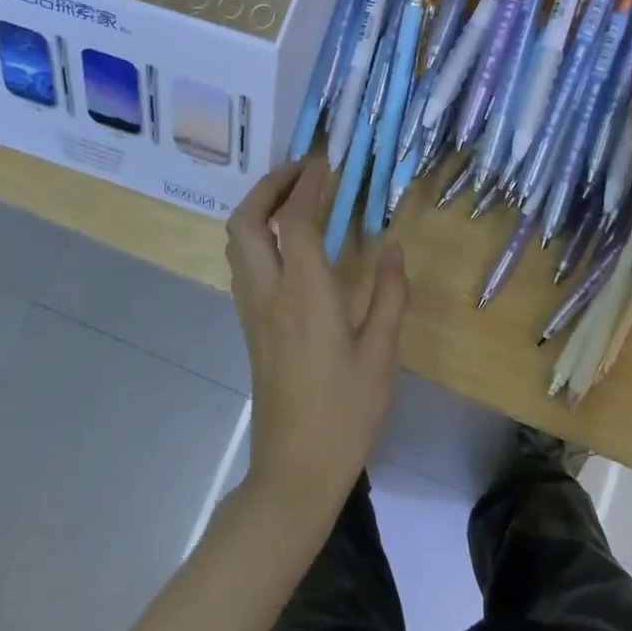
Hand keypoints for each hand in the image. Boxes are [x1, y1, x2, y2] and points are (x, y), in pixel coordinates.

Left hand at [225, 157, 408, 525]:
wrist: (295, 469)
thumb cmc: (346, 411)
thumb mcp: (382, 352)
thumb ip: (389, 293)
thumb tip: (394, 247)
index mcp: (304, 292)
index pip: (297, 219)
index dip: (309, 183)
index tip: (326, 161)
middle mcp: (269, 291)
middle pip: (247, 220)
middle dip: (270, 185)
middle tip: (302, 171)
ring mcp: (253, 309)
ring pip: (238, 241)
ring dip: (259, 207)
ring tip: (295, 197)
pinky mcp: (250, 326)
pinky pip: (244, 261)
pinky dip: (259, 234)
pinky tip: (289, 242)